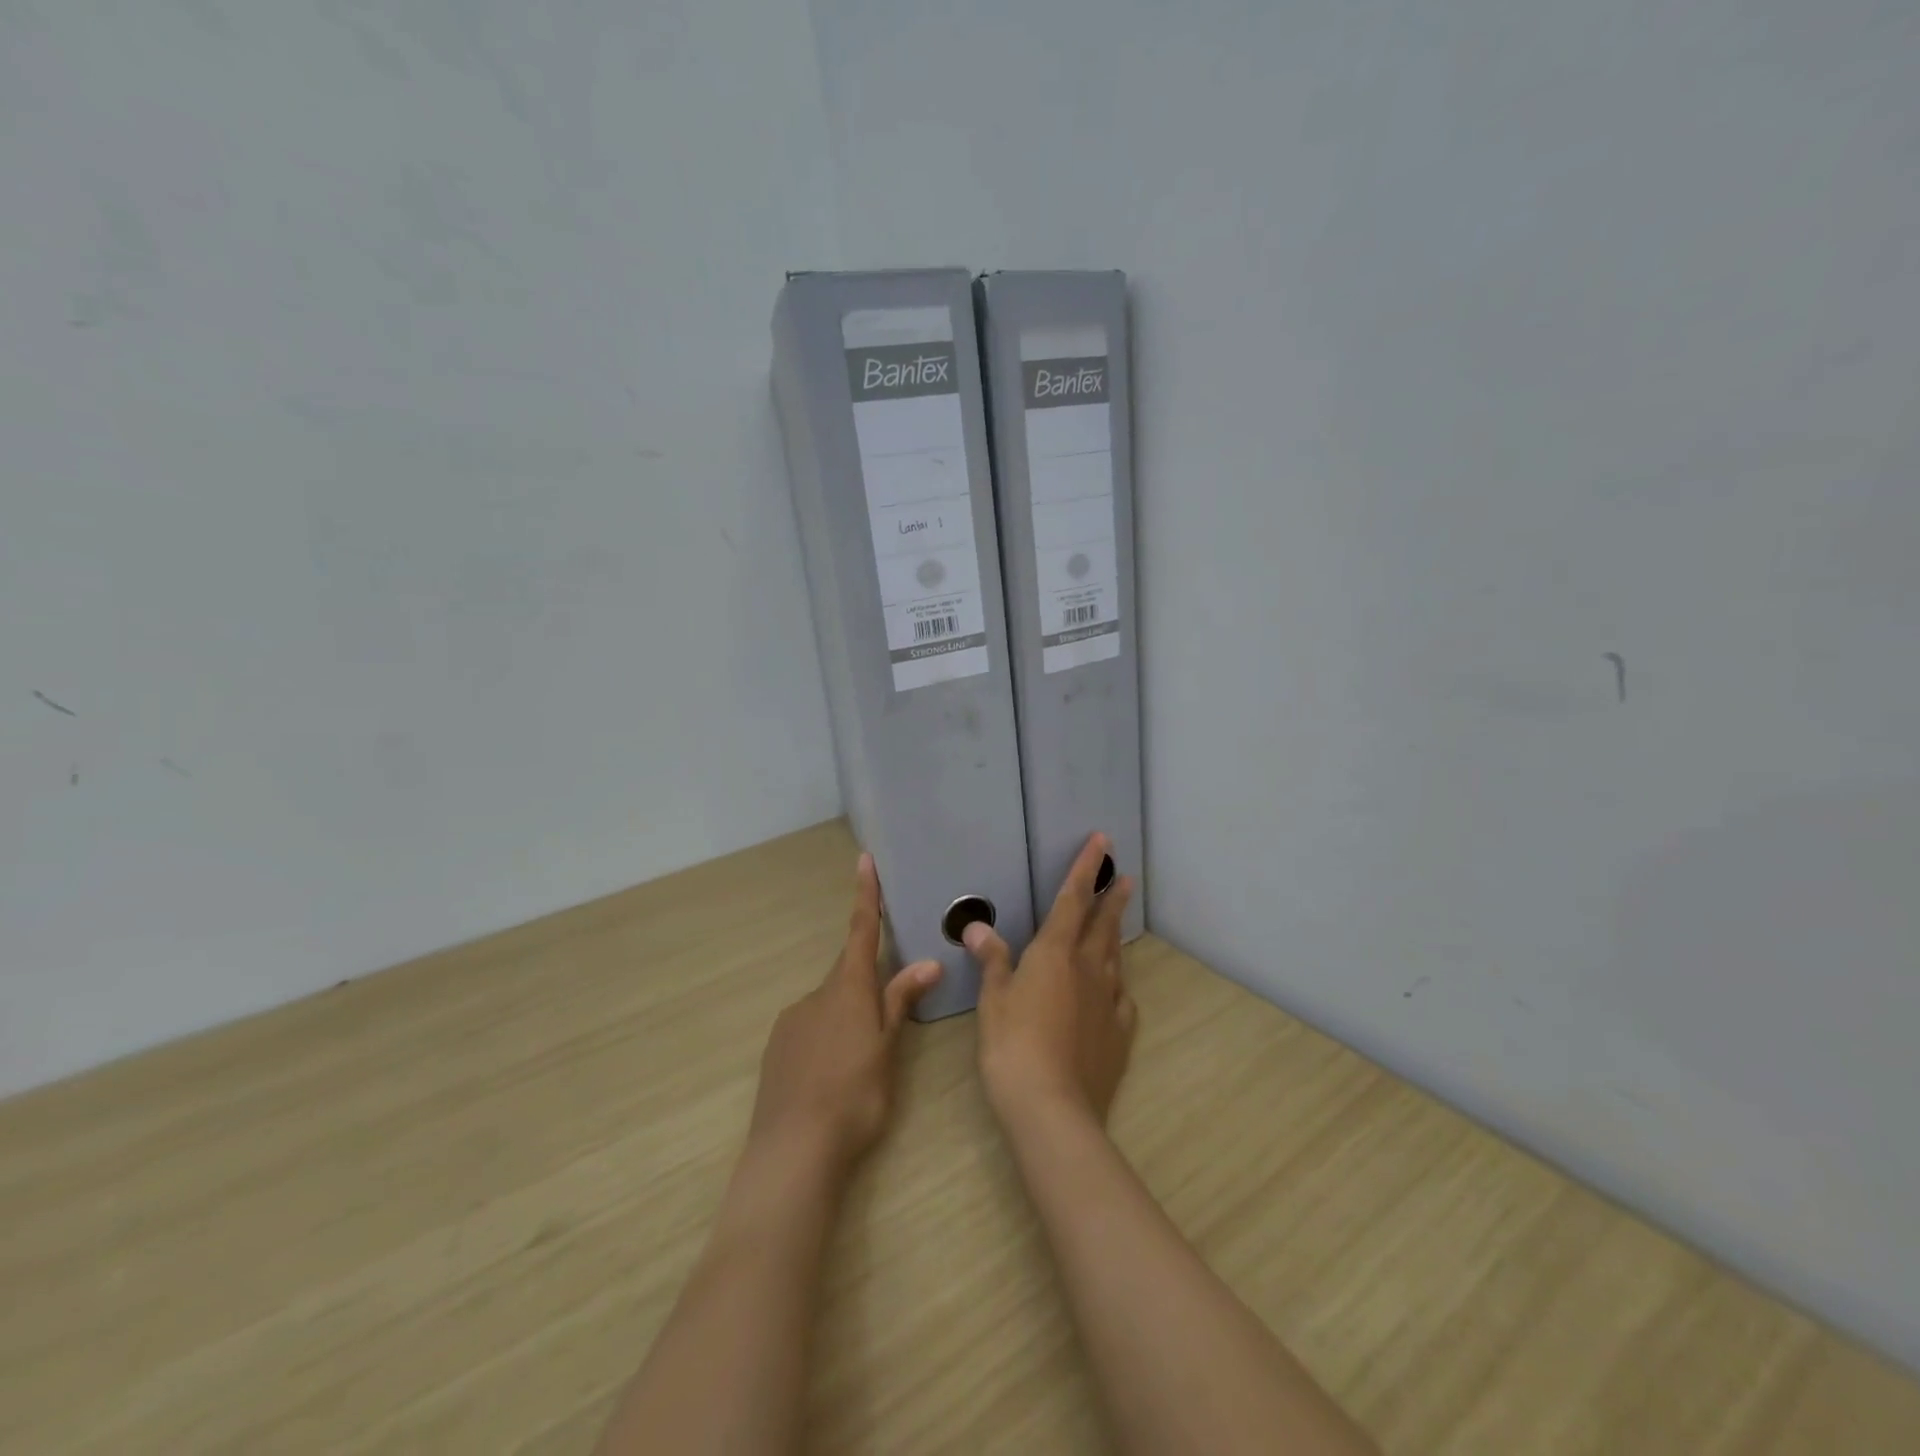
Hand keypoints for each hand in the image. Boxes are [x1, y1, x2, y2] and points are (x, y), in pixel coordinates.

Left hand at [747, 853, 942, 1172]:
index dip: (865, 894)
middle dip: (868, 984)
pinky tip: (832, 1075)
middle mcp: (816, 995)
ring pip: (829, 1005)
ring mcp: (792, 1021)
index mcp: (848, 989)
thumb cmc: (853, 1095)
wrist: (793, 1149)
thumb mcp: (887, 1050)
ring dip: (848, 1018)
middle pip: (848, 974)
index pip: (861, 931)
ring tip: (861, 1064)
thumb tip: (926, 963)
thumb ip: (900, 1003)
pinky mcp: (777, 1048)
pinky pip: (809, 1028)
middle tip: (885, 1022)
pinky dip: (827, 1038)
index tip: (863, 859)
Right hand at [964, 833, 1135, 1129]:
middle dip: (1111, 898)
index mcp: (1055, 953)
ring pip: (1114, 957)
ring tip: (1117, 921)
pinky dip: (1117, 985)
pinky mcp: (1119, 1034)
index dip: (1086, 868)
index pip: (1073, 899)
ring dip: (1116, 934)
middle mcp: (1088, 969)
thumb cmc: (1012, 1045)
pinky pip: (1121, 999)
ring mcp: (1108, 1002)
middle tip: (1124, 877)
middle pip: (1102, 925)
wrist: (1052, 1108)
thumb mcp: (993, 999)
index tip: (1102, 841)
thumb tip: (978, 926)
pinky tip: (1116, 990)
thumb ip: (992, 960)